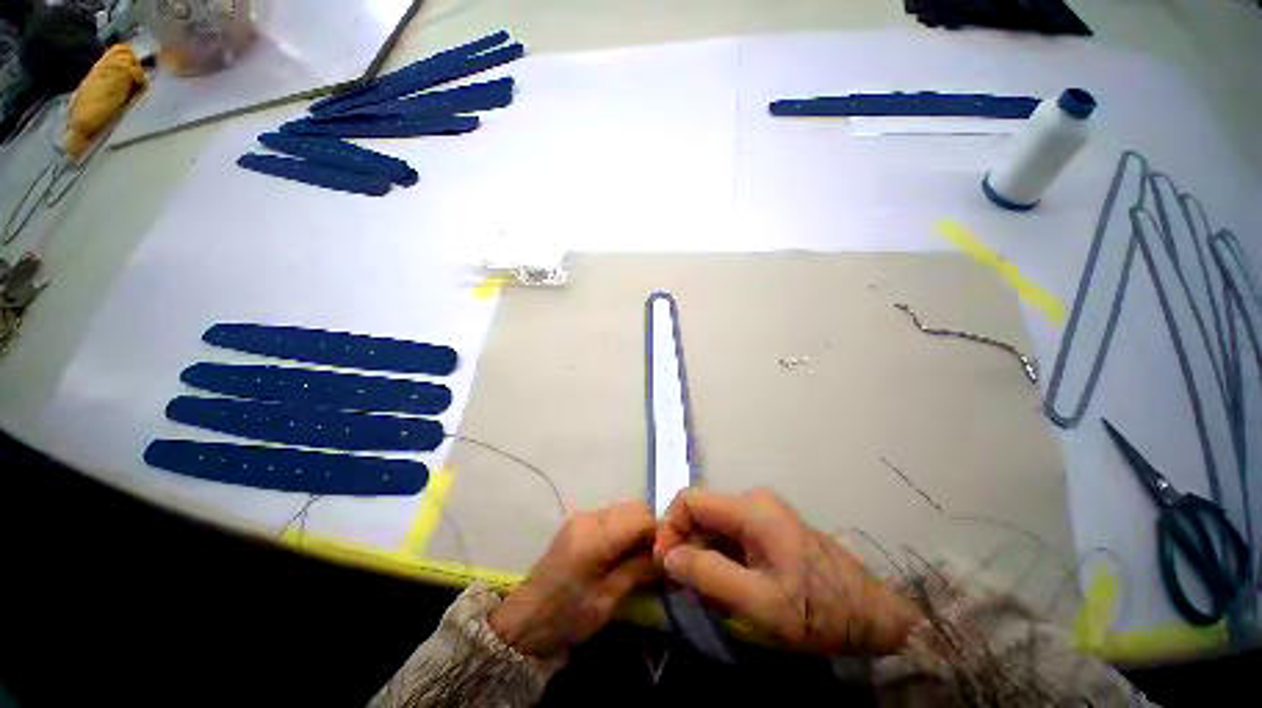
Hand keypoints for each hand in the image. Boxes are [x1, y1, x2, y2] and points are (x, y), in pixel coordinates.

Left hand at [489, 501, 658, 658]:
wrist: (524, 621)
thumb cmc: (566, 616)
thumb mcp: (607, 599)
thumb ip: (638, 570)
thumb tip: (668, 556)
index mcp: (596, 535)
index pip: (641, 517)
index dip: (660, 534)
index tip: (669, 558)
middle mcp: (590, 516)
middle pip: (634, 508)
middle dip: (650, 529)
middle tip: (657, 559)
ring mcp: (582, 517)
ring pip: (624, 510)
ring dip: (638, 528)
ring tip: (642, 558)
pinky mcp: (579, 523)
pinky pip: (612, 517)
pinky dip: (624, 529)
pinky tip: (625, 552)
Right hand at [654, 489, 923, 655]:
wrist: (872, 616)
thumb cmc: (818, 611)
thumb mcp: (761, 603)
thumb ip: (709, 575)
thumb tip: (666, 556)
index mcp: (752, 509)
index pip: (690, 500)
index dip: (670, 527)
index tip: (665, 565)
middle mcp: (754, 500)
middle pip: (701, 511)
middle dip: (686, 544)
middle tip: (685, 585)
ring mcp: (763, 511)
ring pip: (714, 524)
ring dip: (702, 551)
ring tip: (707, 588)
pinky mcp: (769, 525)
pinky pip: (731, 532)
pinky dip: (719, 553)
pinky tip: (727, 581)